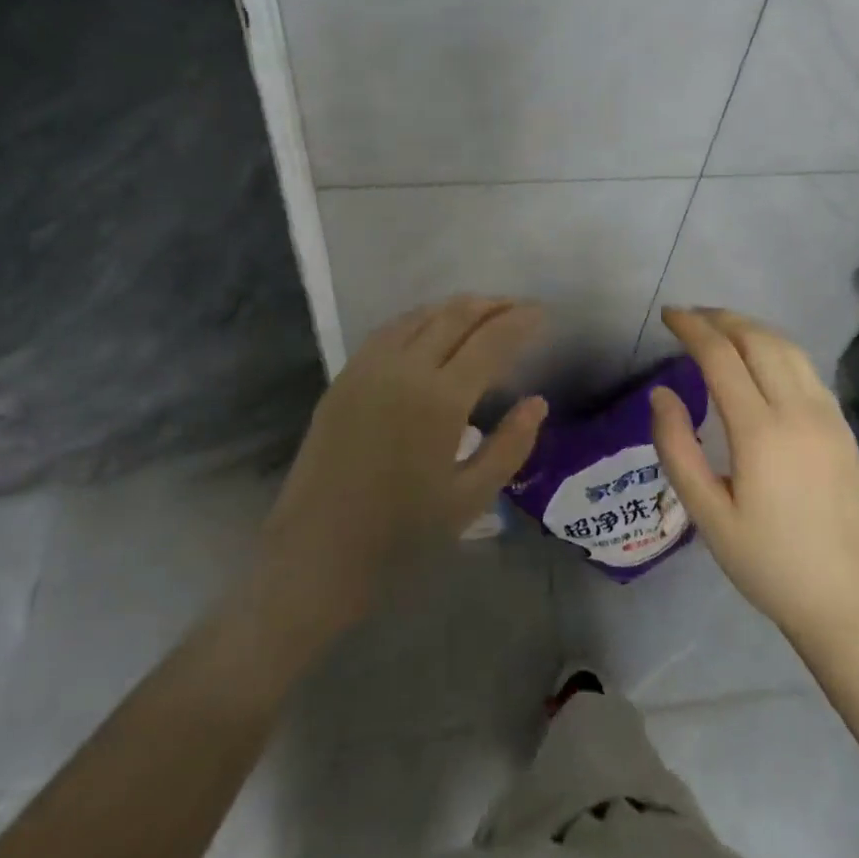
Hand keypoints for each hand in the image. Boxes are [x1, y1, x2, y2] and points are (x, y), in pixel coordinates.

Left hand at [256, 296, 547, 635]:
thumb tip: (537, 402)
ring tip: (482, 312)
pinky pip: (390, 330)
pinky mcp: (345, 376)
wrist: (317, 553)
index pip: (490, 340)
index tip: (542, 313)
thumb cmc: (401, 533)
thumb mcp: (470, 497)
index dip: (519, 320)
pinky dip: (420, 318)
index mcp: (441, 399)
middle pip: (455, 315)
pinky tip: (432, 329)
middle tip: (517, 307)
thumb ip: (511, 445)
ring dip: (456, 308)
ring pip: (421, 315)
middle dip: (492, 304)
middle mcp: (405, 369)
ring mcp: (369, 367)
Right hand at [649, 308, 858, 649]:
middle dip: (720, 318)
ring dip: (750, 328)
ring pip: (787, 347)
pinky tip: (761, 359)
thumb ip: (677, 448)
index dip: (692, 328)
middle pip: (757, 339)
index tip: (668, 315)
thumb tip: (661, 393)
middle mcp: (798, 410)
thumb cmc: (768, 563)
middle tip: (690, 317)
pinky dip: (776, 348)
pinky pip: (806, 368)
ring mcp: (827, 415)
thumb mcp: (708, 515)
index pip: (721, 356)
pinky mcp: (842, 426)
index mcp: (760, 431)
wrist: (848, 600)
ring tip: (720, 328)